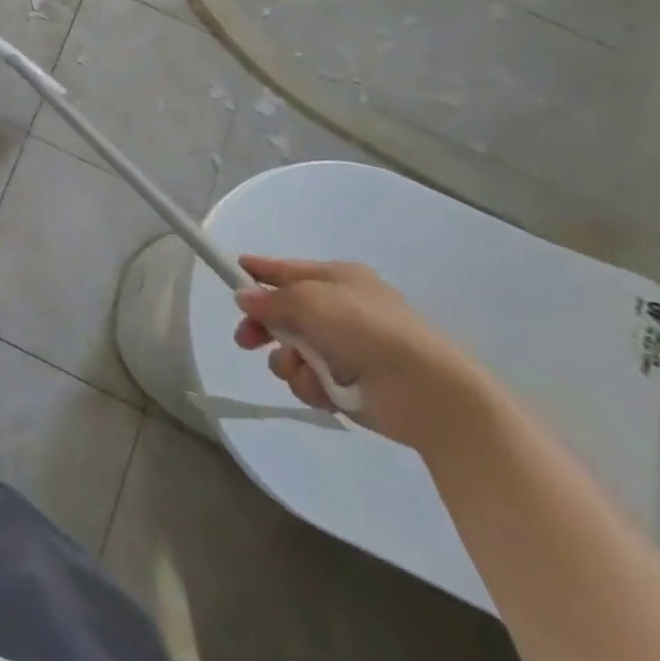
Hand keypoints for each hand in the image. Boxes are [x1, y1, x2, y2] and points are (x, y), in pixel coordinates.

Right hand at [233, 255, 488, 446]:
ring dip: (288, 361)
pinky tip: (323, 390)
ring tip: (301, 369)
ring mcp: (345, 349)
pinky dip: (310, 385)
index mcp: (337, 279)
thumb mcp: (309, 301)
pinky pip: (310, 380)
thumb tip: (245, 298)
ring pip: (292, 351)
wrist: (426, 391)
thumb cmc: (365, 329)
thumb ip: (271, 300)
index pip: (287, 270)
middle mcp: (340, 310)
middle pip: (284, 314)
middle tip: (245, 340)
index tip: (233, 270)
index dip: (259, 271)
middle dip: (263, 327)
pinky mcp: (349, 385)